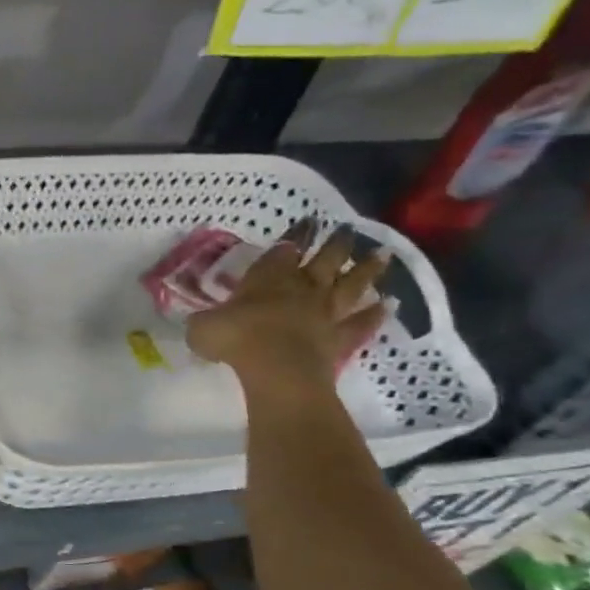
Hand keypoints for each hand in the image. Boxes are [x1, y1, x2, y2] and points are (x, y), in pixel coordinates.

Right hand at [186, 218, 390, 390]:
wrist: (275, 367)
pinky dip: (375, 314)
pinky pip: (361, 323)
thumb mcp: (201, 328)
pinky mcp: (339, 338)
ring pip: (351, 284)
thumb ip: (204, 321)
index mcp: (268, 277)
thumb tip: (200, 323)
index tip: (307, 222)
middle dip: (336, 243)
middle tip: (346, 230)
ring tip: (383, 255)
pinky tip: (388, 305)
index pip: (284, 248)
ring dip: (367, 269)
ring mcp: (324, 312)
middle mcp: (302, 287)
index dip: (295, 235)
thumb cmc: (235, 338)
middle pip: (326, 259)